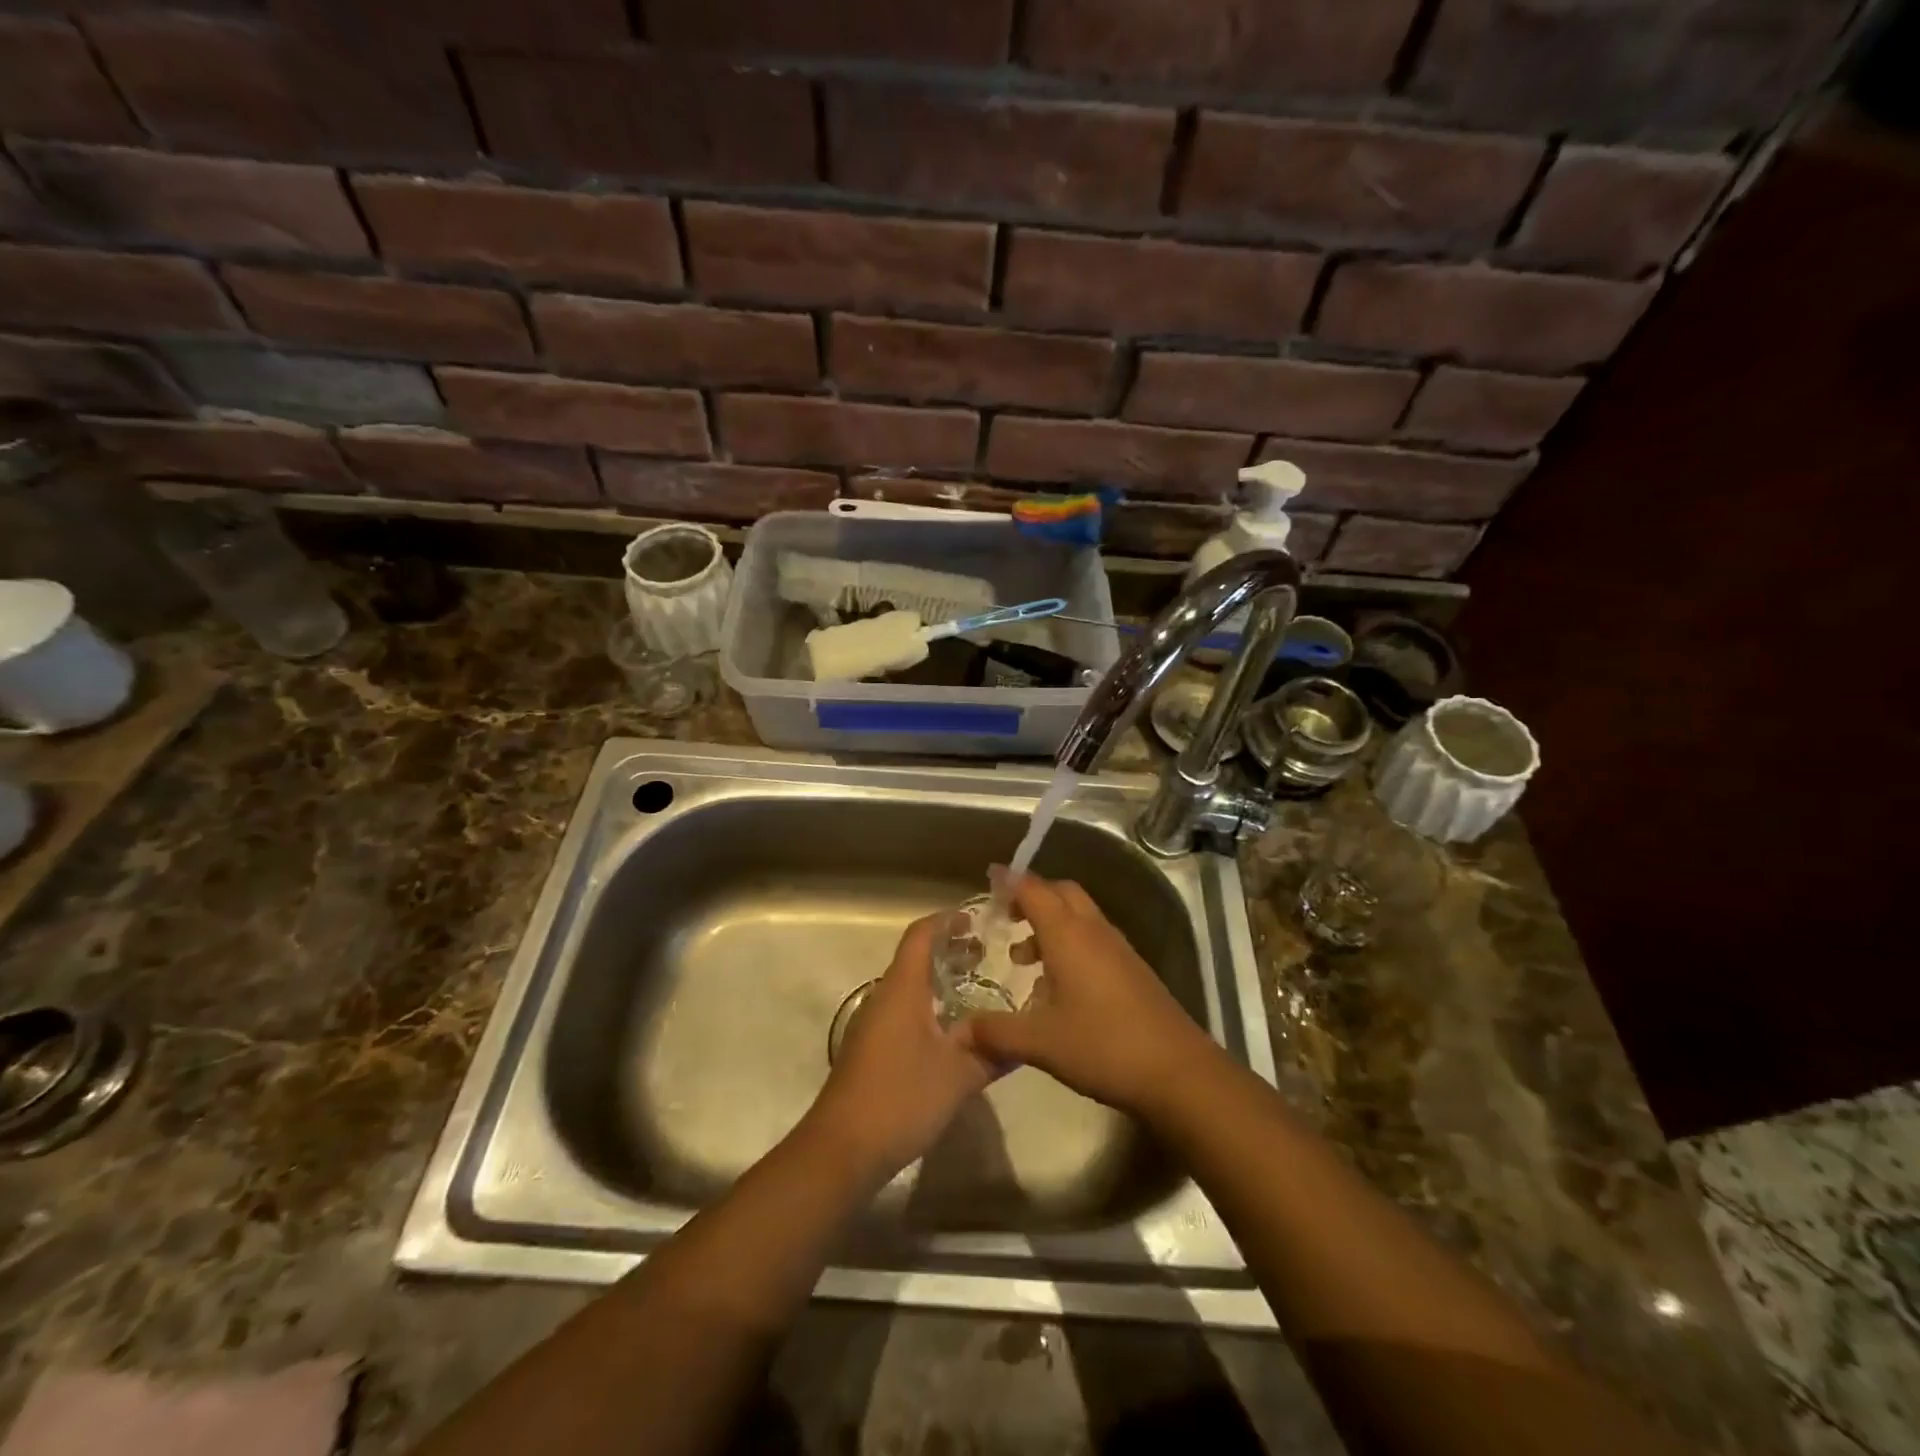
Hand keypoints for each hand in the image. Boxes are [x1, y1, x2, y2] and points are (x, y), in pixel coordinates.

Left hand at [804, 914, 995, 1178]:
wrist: (842, 1149)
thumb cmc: (900, 1098)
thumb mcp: (959, 1076)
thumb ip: (993, 1052)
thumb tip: (1025, 1038)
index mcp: (902, 989)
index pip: (921, 934)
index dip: (948, 920)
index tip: (979, 919)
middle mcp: (885, 997)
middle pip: (916, 957)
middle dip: (950, 950)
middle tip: (989, 953)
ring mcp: (874, 1023)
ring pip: (911, 986)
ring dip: (941, 979)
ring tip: (979, 988)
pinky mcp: (872, 1049)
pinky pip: (905, 1010)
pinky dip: (931, 1005)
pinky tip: (954, 1031)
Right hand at [956, 872, 1216, 1115]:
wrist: (1177, 1071)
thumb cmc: (1102, 1046)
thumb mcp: (1039, 1042)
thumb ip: (996, 1032)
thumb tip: (959, 1031)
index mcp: (1068, 934)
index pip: (1033, 889)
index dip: (1009, 881)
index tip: (988, 878)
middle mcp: (1093, 930)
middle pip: (1061, 892)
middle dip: (1032, 896)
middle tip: (1007, 917)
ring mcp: (1118, 948)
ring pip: (1080, 916)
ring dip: (1051, 924)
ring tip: (1024, 960)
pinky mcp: (1133, 969)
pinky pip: (1094, 939)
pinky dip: (1071, 944)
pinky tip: (1059, 987)